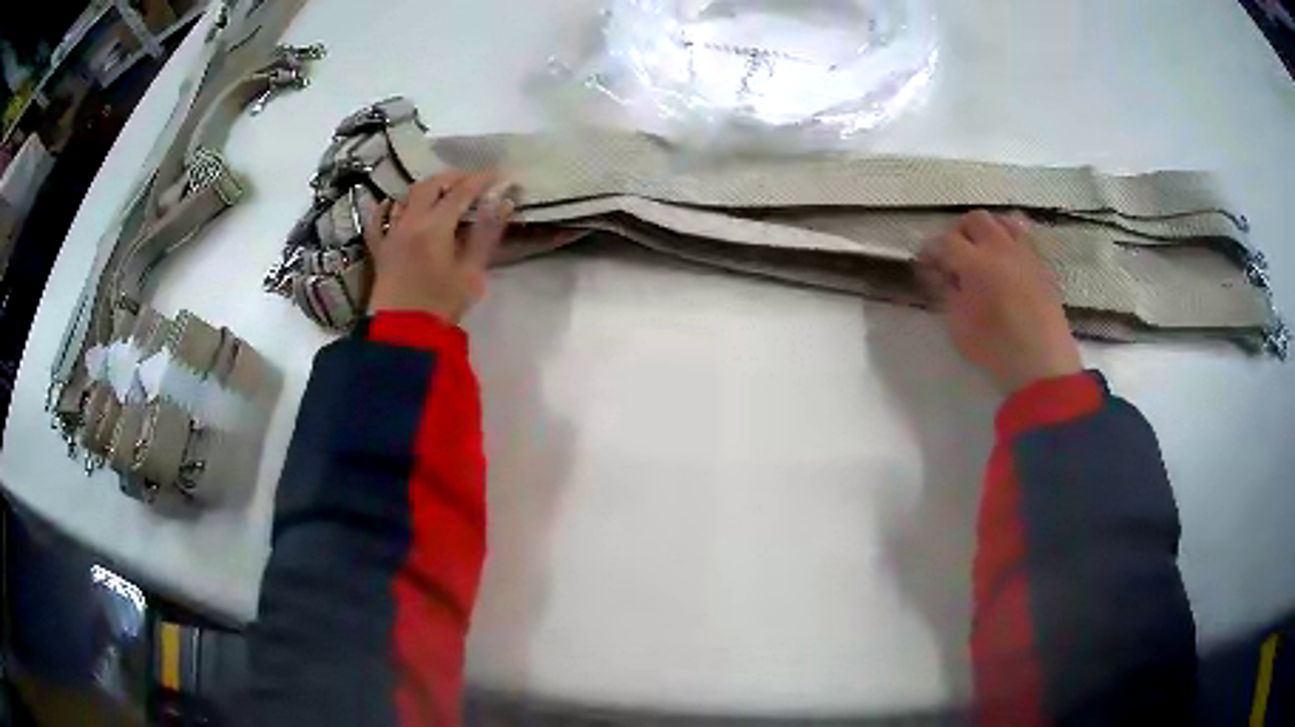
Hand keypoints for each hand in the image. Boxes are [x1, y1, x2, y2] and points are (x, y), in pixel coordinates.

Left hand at [365, 171, 513, 322]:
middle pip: (430, 185)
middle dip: (453, 178)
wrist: (402, 335)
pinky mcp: (379, 249)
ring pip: (405, 197)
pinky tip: (394, 205)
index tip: (499, 176)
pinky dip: (387, 207)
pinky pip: (377, 219)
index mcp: (435, 226)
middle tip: (471, 183)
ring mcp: (390, 233)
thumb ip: (486, 233)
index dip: (481, 180)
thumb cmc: (441, 306)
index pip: (461, 191)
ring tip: (442, 193)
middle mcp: (409, 221)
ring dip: (425, 189)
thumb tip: (503, 201)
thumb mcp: (471, 272)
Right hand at [916, 210, 1082, 393]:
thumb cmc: (996, 349)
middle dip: (959, 233)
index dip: (930, 250)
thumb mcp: (959, 326)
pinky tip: (1007, 262)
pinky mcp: (1042, 265)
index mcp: (975, 262)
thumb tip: (937, 273)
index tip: (924, 263)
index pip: (945, 242)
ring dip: (987, 231)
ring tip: (983, 252)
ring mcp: (1025, 253)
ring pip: (1002, 221)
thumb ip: (945, 292)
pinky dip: (1010, 241)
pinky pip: (1024, 238)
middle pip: (975, 220)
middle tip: (954, 256)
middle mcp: (1000, 247)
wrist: (1043, 366)